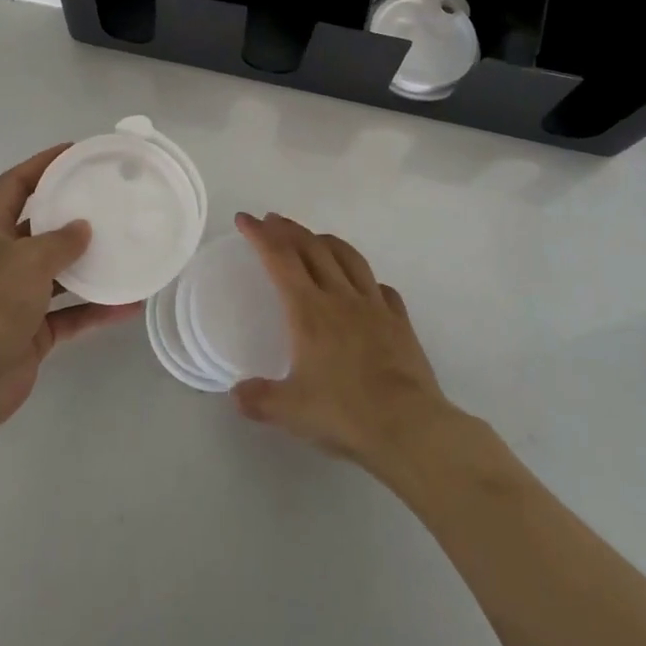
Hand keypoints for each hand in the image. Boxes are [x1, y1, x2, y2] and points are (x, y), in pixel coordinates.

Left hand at [0, 144, 138, 431]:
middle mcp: (0, 260)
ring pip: (57, 273)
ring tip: (125, 248)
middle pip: (38, 228)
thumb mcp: (28, 260)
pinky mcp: (31, 332)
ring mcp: (15, 298)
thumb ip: (60, 241)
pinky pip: (69, 313)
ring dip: (88, 265)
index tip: (74, 152)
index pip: (14, 185)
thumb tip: (83, 228)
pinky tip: (128, 304)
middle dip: (70, 216)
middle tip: (108, 201)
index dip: (41, 165)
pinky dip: (94, 309)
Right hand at [230, 212, 452, 474]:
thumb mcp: (290, 412)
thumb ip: (259, 399)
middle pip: (312, 249)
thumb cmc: (345, 413)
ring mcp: (374, 307)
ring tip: (315, 238)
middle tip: (273, 221)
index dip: (260, 235)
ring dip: (327, 241)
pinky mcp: (400, 323)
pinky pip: (382, 289)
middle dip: (289, 230)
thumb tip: (235, 394)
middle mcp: (340, 297)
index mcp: (309, 310)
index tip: (245, 219)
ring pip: (349, 258)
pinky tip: (365, 286)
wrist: (409, 427)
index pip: (279, 259)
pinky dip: (367, 279)